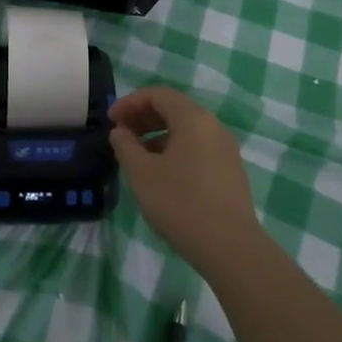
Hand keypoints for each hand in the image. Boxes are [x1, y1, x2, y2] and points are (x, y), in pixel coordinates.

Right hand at [110, 85, 260, 274]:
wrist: (231, 247)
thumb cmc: (181, 203)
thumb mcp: (142, 174)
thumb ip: (126, 146)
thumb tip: (120, 132)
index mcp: (193, 119)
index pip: (158, 94)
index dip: (130, 102)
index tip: (110, 121)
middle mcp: (213, 126)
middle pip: (174, 109)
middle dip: (143, 117)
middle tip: (121, 136)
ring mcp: (226, 149)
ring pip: (186, 130)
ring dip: (158, 135)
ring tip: (137, 157)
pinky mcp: (230, 170)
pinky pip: (198, 147)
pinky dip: (175, 150)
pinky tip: (162, 174)